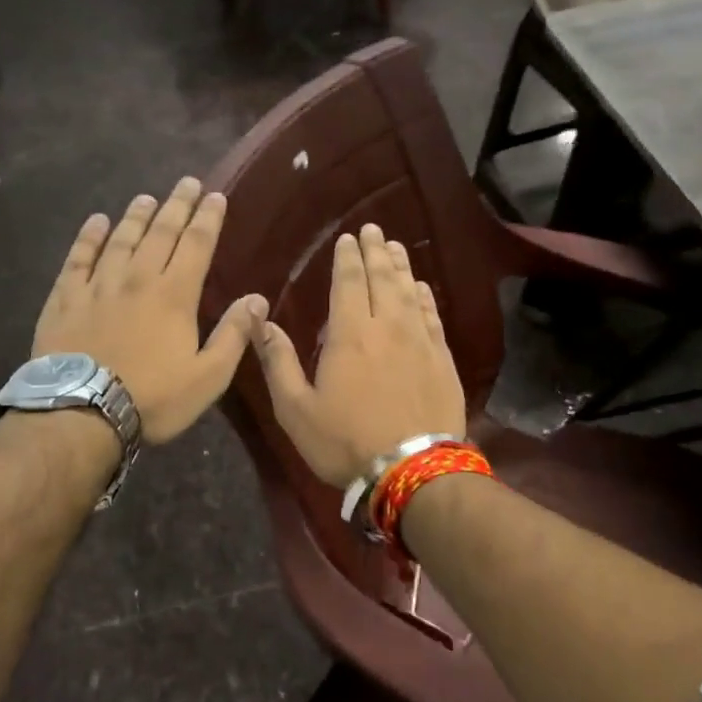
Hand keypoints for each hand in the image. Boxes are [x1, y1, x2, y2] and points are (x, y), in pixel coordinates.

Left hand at [33, 178, 266, 445]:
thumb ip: (234, 335)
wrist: (80, 412)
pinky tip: (96, 222)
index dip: (208, 218)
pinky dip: (88, 237)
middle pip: (160, 232)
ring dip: (136, 216)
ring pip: (121, 239)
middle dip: (176, 205)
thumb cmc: (152, 398)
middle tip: (186, 182)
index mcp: (174, 295)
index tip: (215, 196)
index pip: (197, 245)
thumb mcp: (207, 377)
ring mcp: (98, 285)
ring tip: (146, 197)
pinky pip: (78, 258)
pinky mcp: (65, 298)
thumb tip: (257, 299)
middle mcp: (137, 278)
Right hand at [250, 223, 466, 486]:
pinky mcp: (442, 360)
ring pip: (409, 291)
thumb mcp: (296, 408)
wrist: (413, 471)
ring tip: (395, 247)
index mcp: (350, 334)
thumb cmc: (346, 441)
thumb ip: (278, 361)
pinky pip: (432, 317)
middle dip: (375, 251)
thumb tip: (259, 320)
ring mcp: (420, 341)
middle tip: (373, 230)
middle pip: (382, 278)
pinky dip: (425, 297)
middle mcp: (387, 326)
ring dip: (401, 266)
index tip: (348, 238)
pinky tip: (421, 288)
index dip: (348, 257)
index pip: (349, 282)